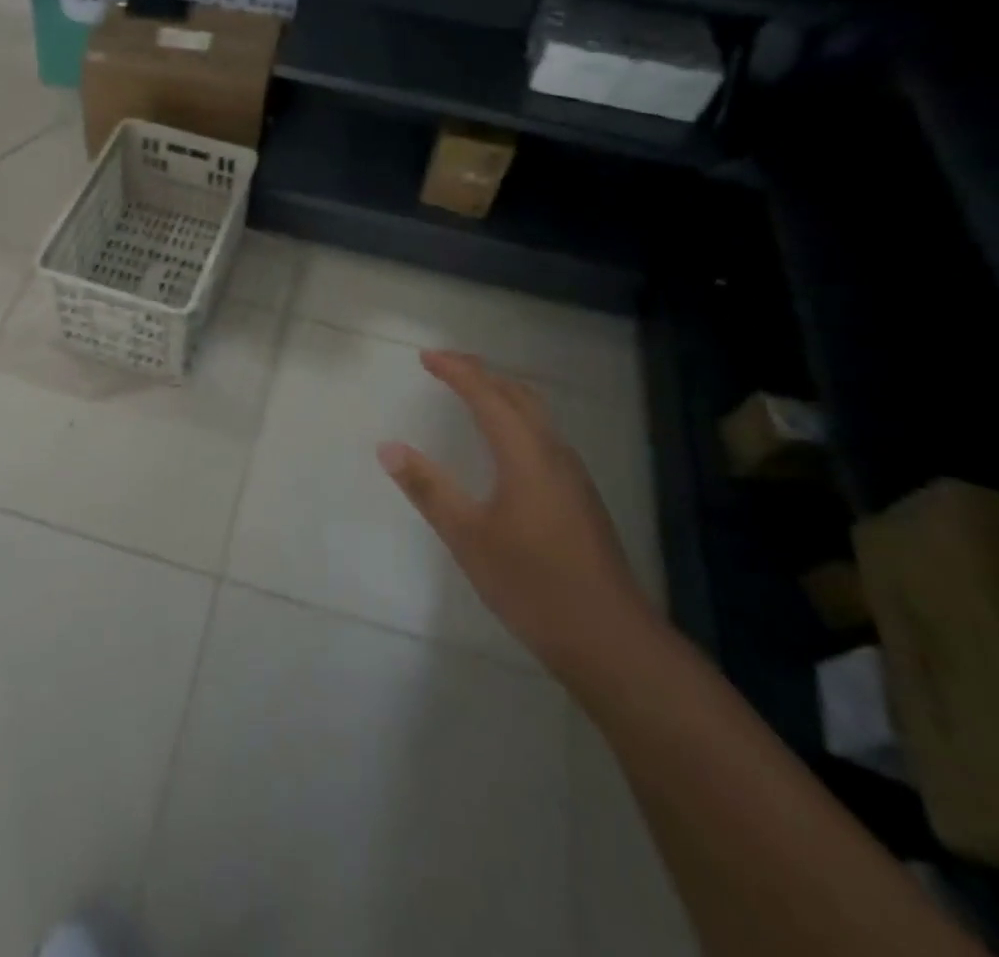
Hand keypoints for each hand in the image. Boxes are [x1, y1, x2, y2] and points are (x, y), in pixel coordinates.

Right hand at [379, 350, 657, 679]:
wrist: (611, 640)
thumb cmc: (533, 584)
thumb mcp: (468, 537)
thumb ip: (428, 488)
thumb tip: (388, 446)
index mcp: (525, 454)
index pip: (487, 395)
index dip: (456, 370)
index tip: (425, 357)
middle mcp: (553, 454)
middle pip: (517, 395)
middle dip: (480, 373)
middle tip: (444, 365)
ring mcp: (572, 476)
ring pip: (535, 415)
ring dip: (501, 394)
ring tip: (471, 392)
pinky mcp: (580, 498)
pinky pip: (543, 437)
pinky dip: (516, 419)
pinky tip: (504, 444)